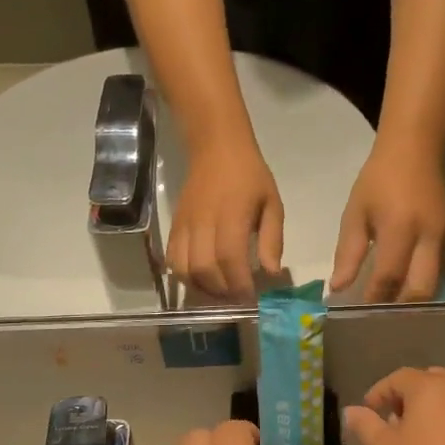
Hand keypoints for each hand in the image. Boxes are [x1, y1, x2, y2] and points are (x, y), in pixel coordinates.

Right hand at [167, 137, 283, 301]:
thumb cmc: (249, 175)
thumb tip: (271, 273)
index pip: (230, 259)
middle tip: (238, 297)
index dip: (240, 284)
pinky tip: (202, 280)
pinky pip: (172, 260)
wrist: (215, 147)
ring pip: (185, 269)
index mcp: (231, 216)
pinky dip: (185, 277)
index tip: (252, 296)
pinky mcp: (174, 227)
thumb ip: (273, 239)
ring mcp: (185, 226)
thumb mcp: (272, 203)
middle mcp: (203, 223)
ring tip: (220, 292)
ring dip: (202, 288)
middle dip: (222, 291)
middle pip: (205, 269)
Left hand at [330, 144, 444, 302]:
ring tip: (393, 310)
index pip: (389, 276)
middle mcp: (428, 237)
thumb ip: (348, 253)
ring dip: (414, 301)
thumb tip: (338, 288)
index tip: (360, 314)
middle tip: (381, 319)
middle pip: (421, 289)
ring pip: (435, 284)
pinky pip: (440, 271)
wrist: (415, 150)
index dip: (375, 299)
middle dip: (401, 308)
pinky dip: (423, 284)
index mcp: (400, 228)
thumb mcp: (355, 213)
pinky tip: (406, 289)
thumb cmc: (378, 180)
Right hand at [343, 367, 444, 444]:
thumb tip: (352, 411)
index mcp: (431, 389)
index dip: (379, 392)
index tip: (368, 413)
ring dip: (431, 412)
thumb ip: (366, 427)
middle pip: (429, 382)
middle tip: (393, 423)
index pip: (399, 377)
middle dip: (408, 398)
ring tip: (417, 441)